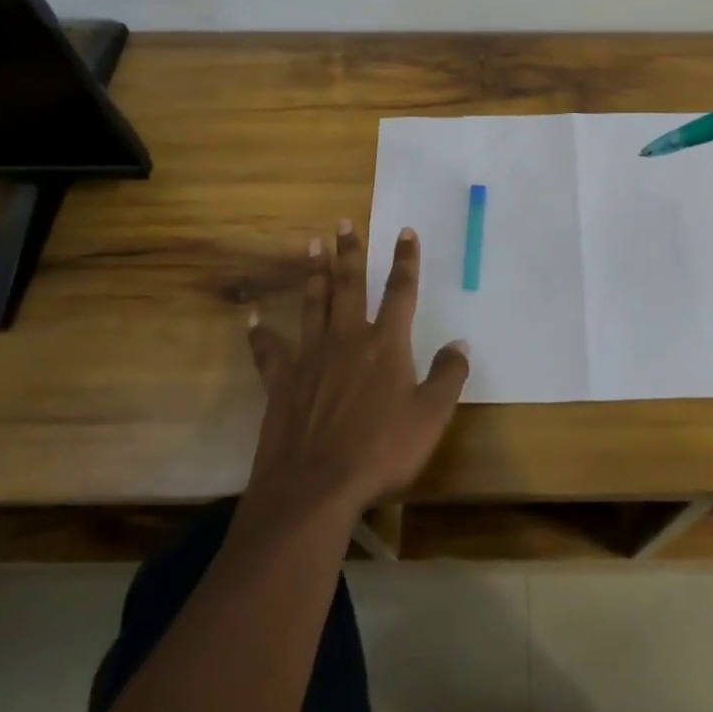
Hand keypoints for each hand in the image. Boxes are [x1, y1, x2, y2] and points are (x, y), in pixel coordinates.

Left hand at [243, 222, 469, 523]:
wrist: (314, 488)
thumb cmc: (380, 452)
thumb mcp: (430, 418)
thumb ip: (447, 377)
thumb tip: (460, 343)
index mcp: (385, 344)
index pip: (400, 291)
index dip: (405, 260)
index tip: (405, 231)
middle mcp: (347, 338)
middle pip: (349, 285)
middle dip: (349, 252)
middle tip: (343, 223)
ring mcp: (310, 357)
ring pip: (312, 303)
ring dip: (313, 273)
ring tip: (310, 245)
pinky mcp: (282, 381)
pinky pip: (269, 351)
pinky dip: (260, 333)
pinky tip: (252, 318)